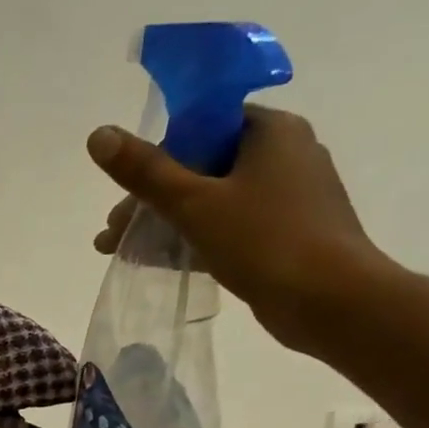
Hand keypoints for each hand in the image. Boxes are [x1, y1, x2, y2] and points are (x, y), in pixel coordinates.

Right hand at [87, 108, 397, 351]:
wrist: (330, 301)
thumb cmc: (264, 240)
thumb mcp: (193, 204)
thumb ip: (144, 171)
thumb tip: (98, 134)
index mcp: (272, 131)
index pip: (203, 125)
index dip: (159, 154)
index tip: (128, 189)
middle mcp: (286, 154)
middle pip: (202, 165)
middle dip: (152, 198)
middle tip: (113, 231)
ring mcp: (289, 196)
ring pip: (213, 199)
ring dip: (166, 222)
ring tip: (124, 251)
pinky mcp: (286, 233)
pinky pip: (229, 226)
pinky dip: (193, 238)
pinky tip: (160, 262)